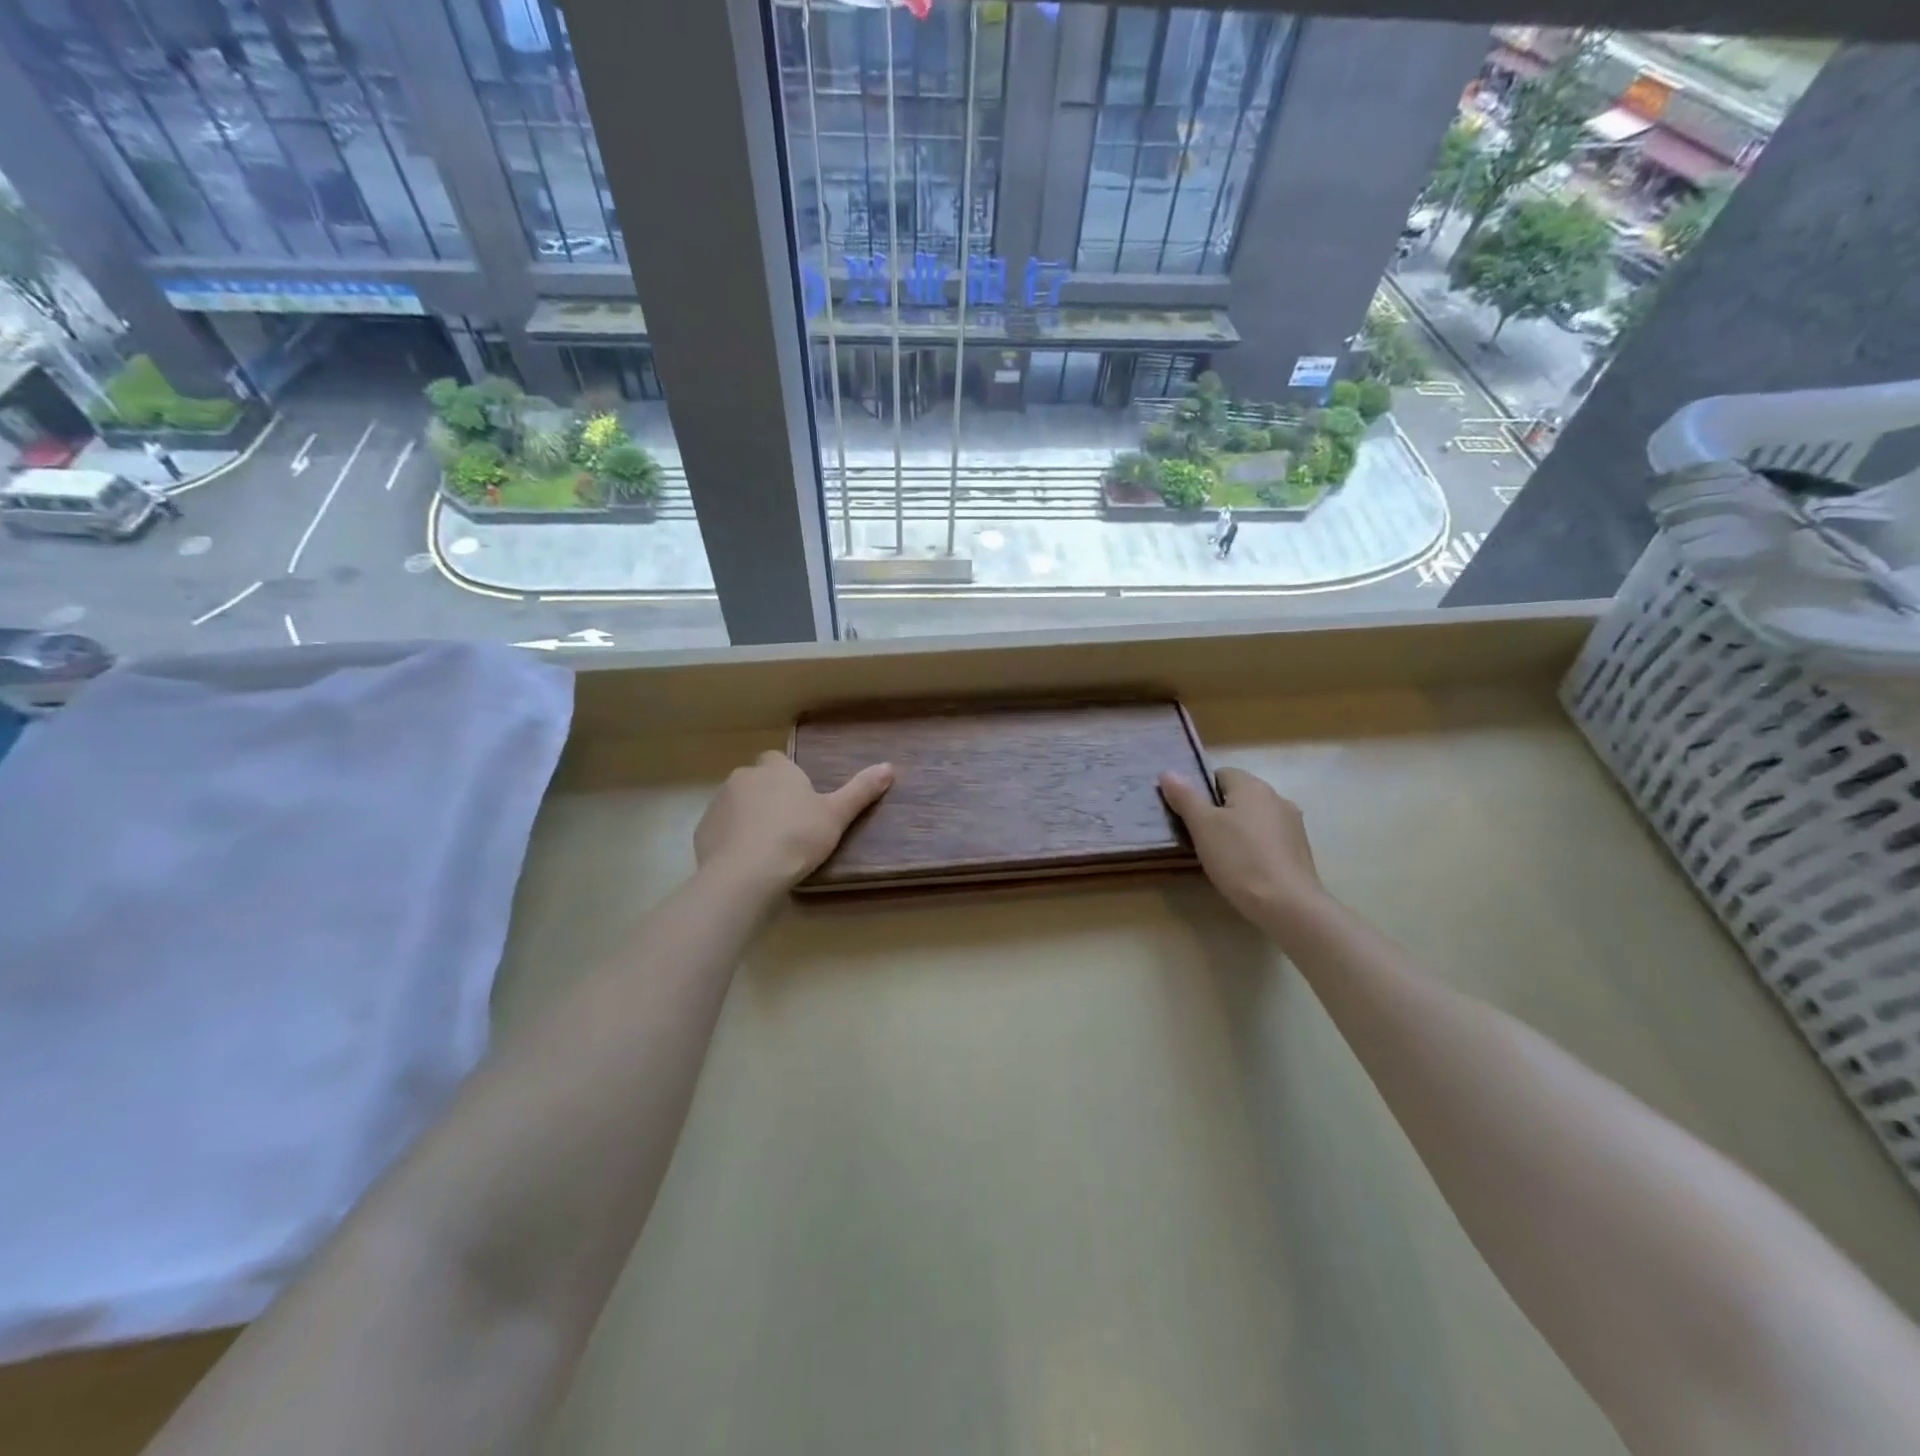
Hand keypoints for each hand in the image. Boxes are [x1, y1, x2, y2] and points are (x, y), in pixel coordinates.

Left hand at [695, 751, 892, 891]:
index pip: (779, 761)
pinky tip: (747, 862)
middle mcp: (743, 778)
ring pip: (737, 805)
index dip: (789, 778)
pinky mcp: (703, 831)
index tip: (802, 802)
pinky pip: (721, 830)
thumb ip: (861, 790)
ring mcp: (718, 804)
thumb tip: (889, 766)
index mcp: (776, 769)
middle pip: (756, 781)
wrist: (747, 874)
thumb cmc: (798, 838)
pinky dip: (731, 840)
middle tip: (789, 828)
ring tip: (768, 849)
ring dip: (748, 818)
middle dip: (768, 798)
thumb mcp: (837, 815)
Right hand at [1159, 767, 1328, 928]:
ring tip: (1219, 855)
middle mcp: (1276, 797)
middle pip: (1238, 796)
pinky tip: (1244, 868)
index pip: (1220, 774)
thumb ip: (1185, 797)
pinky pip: (1267, 838)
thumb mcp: (1202, 826)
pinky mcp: (1299, 849)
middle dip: (1217, 811)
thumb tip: (1167, 772)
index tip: (1188, 815)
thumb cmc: (1239, 858)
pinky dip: (1253, 846)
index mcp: (1252, 786)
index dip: (1200, 791)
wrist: (1287, 905)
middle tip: (1198, 836)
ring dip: (1236, 829)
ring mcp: (1292, 824)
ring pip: (1253, 818)